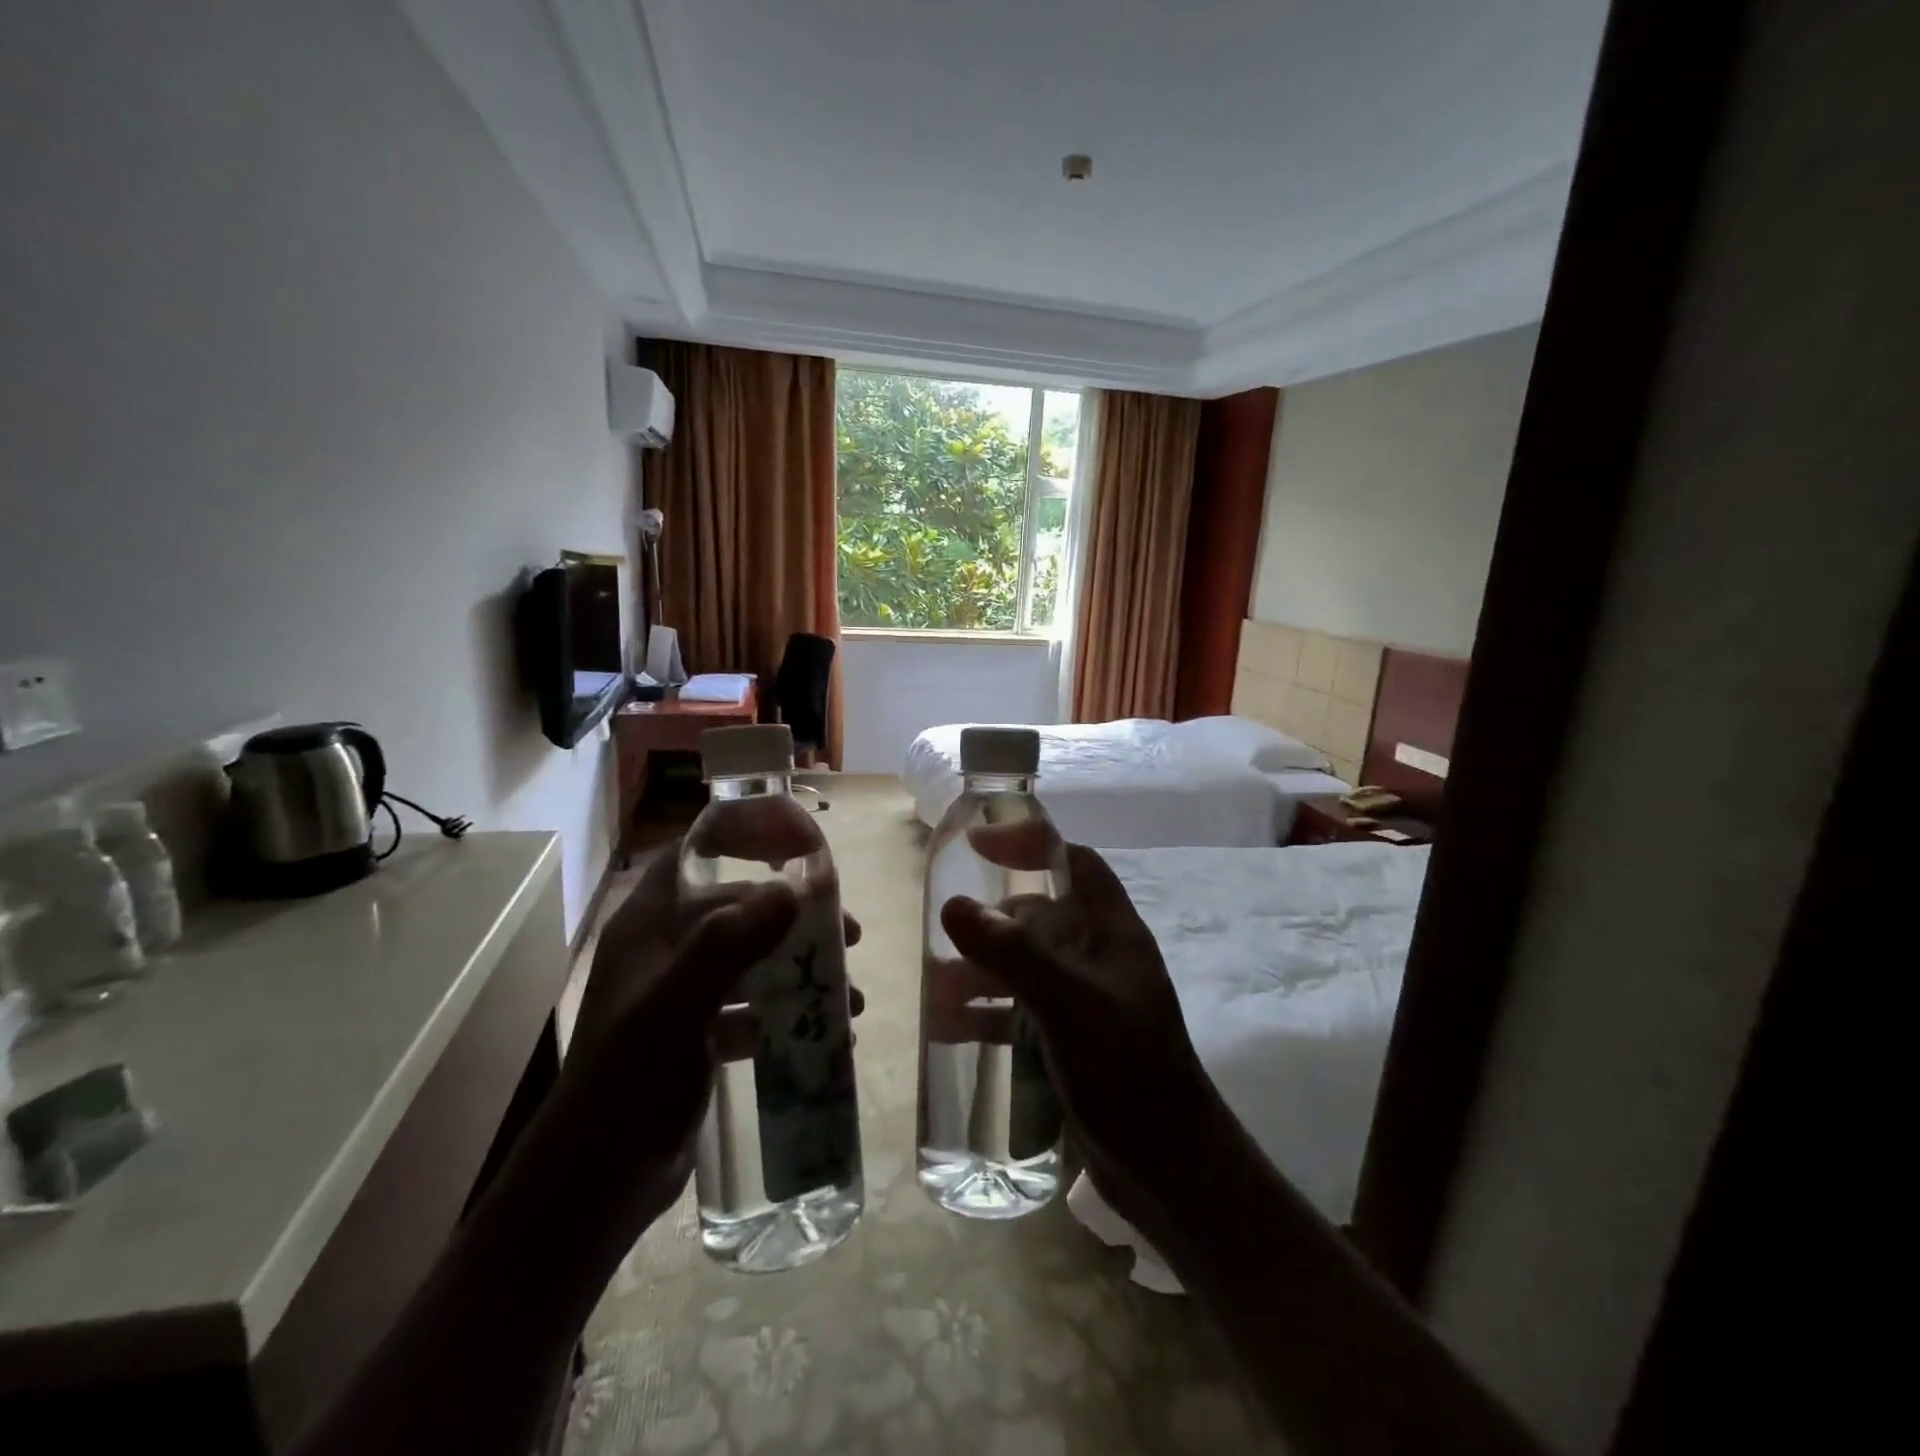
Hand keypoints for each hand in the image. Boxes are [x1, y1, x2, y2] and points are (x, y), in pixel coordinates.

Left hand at [567, 844, 863, 1220]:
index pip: (694, 856)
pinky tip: (823, 1035)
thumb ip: (730, 942)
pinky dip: (784, 1015)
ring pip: (750, 961)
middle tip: (848, 935)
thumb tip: (793, 889)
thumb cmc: (630, 1079)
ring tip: (847, 998)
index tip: (800, 848)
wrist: (597, 1182)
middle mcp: (664, 950)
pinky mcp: (696, 1035)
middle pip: (738, 910)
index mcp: (648, 926)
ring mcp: (681, 994)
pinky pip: (750, 1008)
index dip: (743, 841)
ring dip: (798, 972)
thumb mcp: (678, 1004)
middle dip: (794, 920)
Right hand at [940, 830, 1212, 1227]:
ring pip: (1025, 967)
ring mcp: (1085, 1002)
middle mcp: (1099, 959)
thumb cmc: (1126, 1070)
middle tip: (944, 935)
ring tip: (935, 990)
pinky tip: (950, 1030)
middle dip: (991, 923)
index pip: (1075, 863)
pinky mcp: (1071, 1041)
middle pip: (1040, 917)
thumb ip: (1013, 953)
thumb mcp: (1068, 1003)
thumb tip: (953, 904)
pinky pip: (1020, 1011)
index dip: (1031, 845)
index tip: (979, 847)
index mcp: (1113, 933)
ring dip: (981, 971)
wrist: (1170, 1170)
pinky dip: (987, 1014)